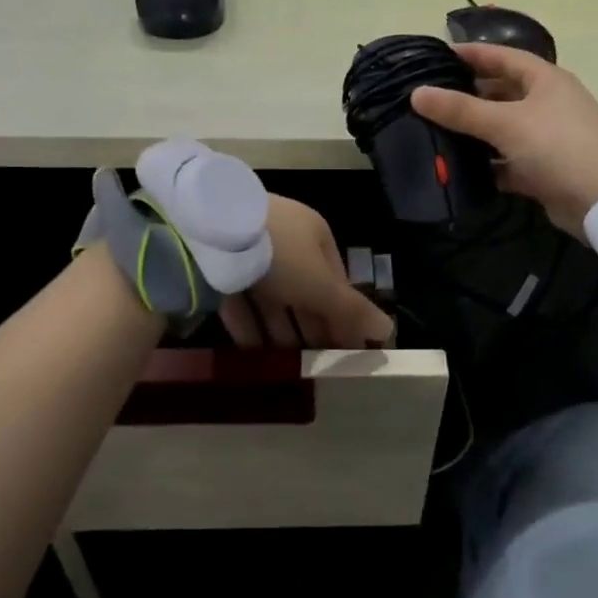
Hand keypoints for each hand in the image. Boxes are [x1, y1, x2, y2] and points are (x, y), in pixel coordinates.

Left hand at [220, 197, 394, 348]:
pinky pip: (240, 299)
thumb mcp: (321, 285)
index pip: (336, 279)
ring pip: (271, 297)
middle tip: (316, 364)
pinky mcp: (218, 265)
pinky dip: (248, 326)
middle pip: (303, 290)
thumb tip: (389, 332)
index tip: (345, 349)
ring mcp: (249, 250)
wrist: (208, 231)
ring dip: (280, 332)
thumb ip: (353, 311)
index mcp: (314, 234)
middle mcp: (285, 238)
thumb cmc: (280, 254)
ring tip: (286, 365)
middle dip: (310, 327)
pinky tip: (253, 354)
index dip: (343, 315)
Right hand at [411, 43, 597, 239]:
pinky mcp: (541, 169)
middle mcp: (546, 103)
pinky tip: (456, 168)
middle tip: (427, 99)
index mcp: (545, 80)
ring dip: (472, 132)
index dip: (470, 54)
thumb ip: (461, 110)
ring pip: (501, 129)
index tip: (434, 57)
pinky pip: (506, 160)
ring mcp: (545, 138)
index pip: (501, 56)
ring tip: (432, 131)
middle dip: (466, 95)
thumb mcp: (506, 123)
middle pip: (499, 92)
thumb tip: (417, 94)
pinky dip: (485, 163)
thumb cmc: (558, 147)